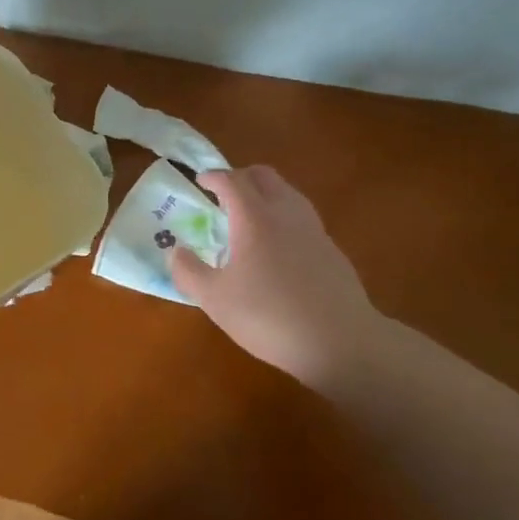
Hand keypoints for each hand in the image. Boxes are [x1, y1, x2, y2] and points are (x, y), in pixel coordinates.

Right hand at [170, 166, 392, 386]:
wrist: (342, 343)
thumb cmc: (269, 316)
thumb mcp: (214, 299)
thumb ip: (188, 272)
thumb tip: (175, 251)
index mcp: (254, 218)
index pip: (231, 180)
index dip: (213, 176)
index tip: (199, 180)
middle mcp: (286, 214)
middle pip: (264, 176)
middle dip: (241, 177)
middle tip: (223, 195)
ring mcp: (314, 230)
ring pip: (288, 194)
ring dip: (265, 195)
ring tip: (248, 218)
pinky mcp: (332, 251)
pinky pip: (302, 218)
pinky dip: (284, 218)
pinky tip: (277, 248)